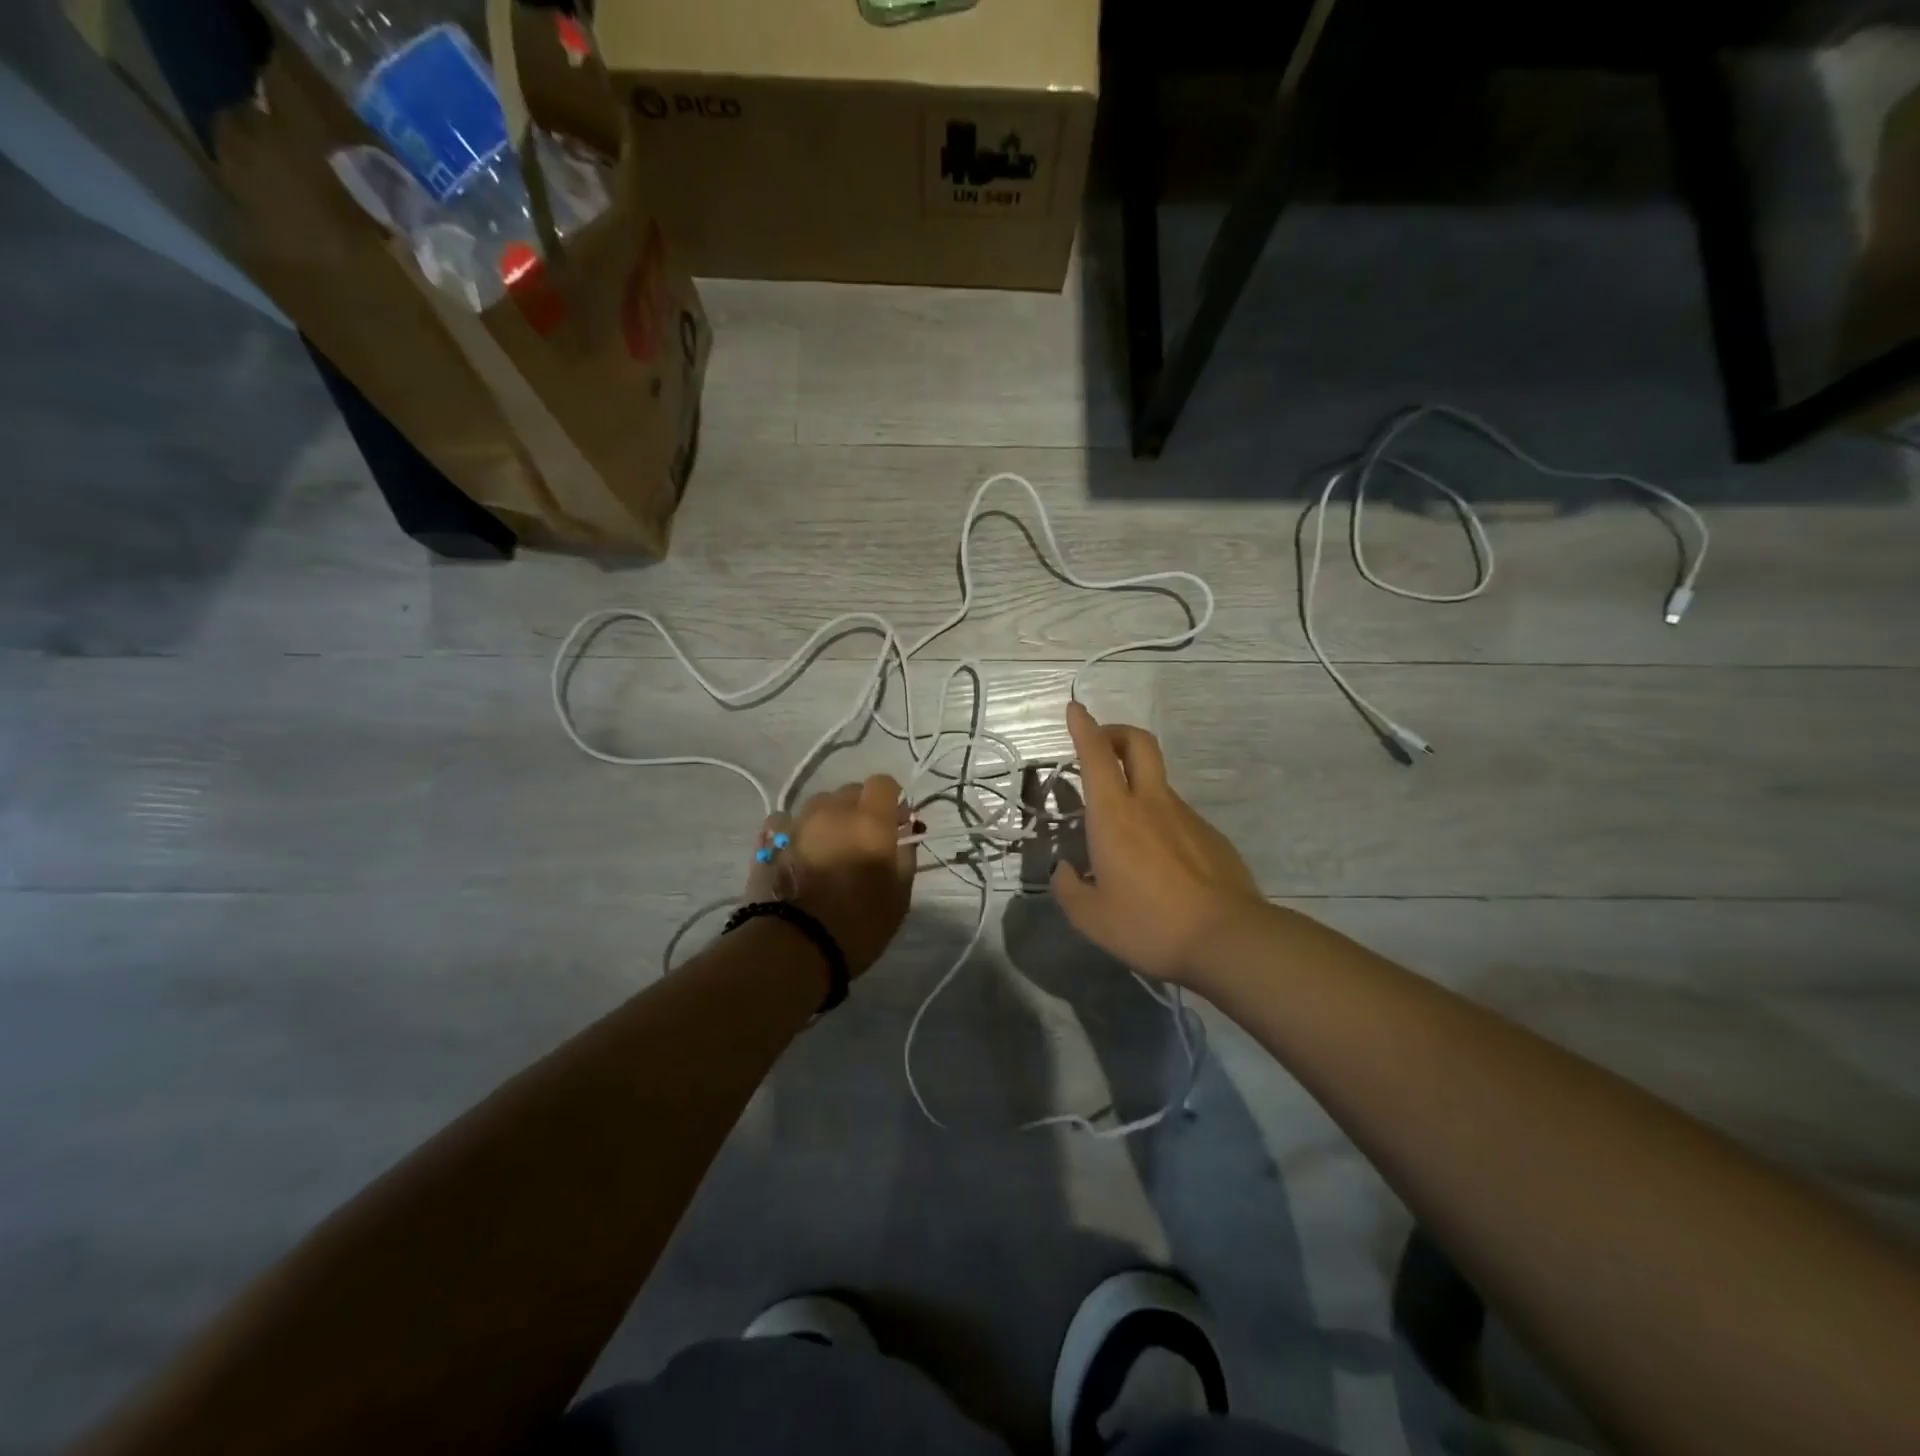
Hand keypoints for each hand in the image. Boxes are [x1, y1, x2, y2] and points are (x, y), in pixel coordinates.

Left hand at [745, 774, 916, 978]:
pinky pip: (787, 821)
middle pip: (850, 792)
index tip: (895, 822)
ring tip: (829, 849)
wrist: (793, 949)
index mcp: (870, 821)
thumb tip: (905, 835)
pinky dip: (796, 830)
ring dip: (829, 819)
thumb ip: (905, 857)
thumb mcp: (899, 898)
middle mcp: (833, 811)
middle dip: (861, 809)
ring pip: (819, 805)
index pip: (883, 783)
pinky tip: (798, 852)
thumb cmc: (858, 926)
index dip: (891, 799)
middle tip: (864, 840)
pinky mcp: (768, 839)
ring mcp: (797, 822)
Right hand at [1051, 701, 1264, 982]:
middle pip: (1139, 743)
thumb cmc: (1149, 924)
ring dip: (1136, 783)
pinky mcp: (1211, 835)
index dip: (1083, 726)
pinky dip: (1158, 820)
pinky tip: (1157, 862)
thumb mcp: (1091, 917)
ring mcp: (1186, 816)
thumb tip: (1064, 871)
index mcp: (1114, 815)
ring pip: (1157, 781)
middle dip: (1116, 732)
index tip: (1075, 708)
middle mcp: (1151, 803)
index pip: (1095, 754)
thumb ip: (1068, 890)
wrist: (1229, 938)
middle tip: (1100, 745)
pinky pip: (1177, 815)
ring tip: (1121, 831)